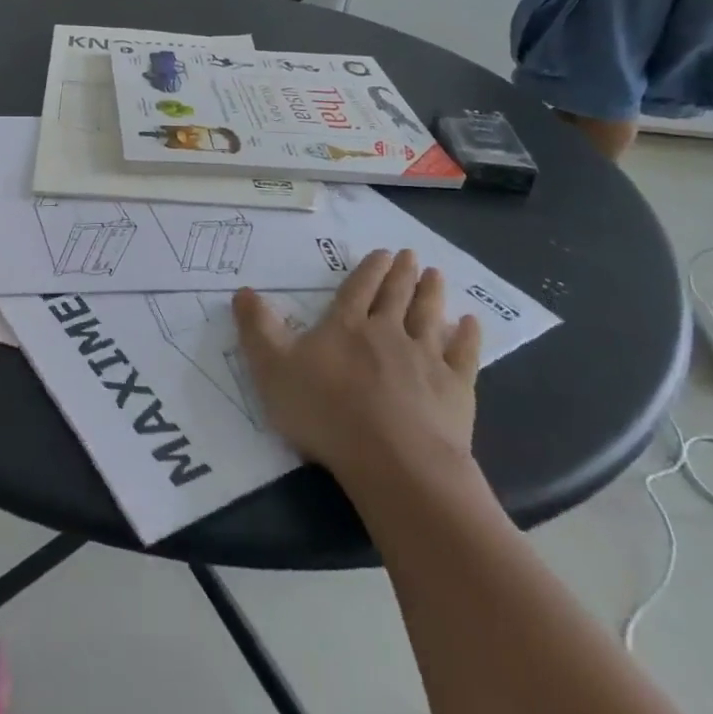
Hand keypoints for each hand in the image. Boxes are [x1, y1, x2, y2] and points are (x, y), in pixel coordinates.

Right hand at [234, 250, 480, 485]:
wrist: (394, 460)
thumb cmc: (326, 413)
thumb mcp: (272, 369)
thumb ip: (257, 329)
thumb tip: (241, 291)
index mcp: (346, 327)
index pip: (358, 290)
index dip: (369, 270)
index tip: (382, 253)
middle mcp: (387, 333)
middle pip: (396, 296)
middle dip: (402, 274)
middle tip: (410, 255)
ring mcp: (425, 358)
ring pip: (429, 316)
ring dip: (432, 294)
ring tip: (436, 275)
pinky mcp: (455, 388)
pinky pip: (463, 353)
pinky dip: (467, 335)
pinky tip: (470, 323)